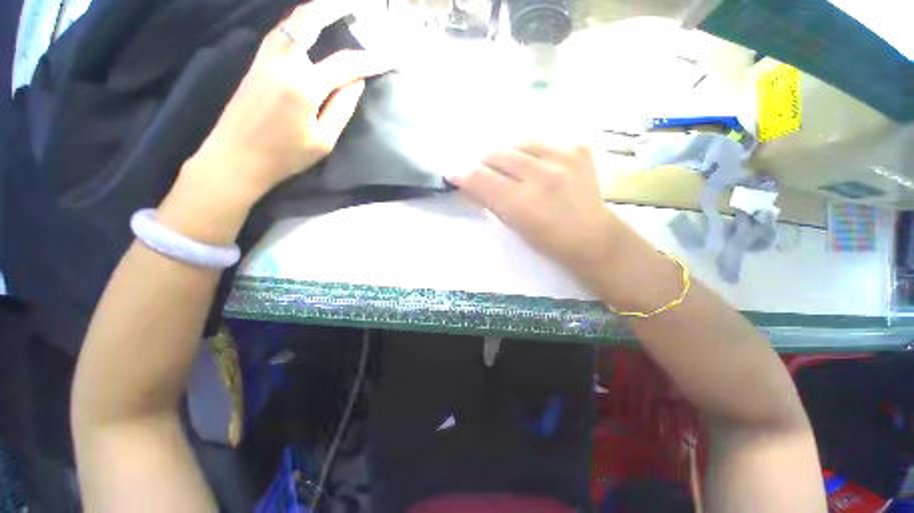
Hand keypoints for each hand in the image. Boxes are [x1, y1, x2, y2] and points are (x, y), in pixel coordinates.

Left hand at [186, 0, 391, 206]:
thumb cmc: (284, 156)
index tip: (389, 58)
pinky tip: (308, 27)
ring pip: (291, 22)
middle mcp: (283, 62)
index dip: (370, 60)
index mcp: (304, 86)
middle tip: (355, 5)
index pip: (344, 65)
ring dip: (315, 11)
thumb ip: (341, 108)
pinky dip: (298, 23)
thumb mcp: (323, 140)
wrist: (235, 158)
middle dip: (334, 7)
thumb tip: (357, 83)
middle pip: (308, 21)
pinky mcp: (256, 63)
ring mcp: (265, 59)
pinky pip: (281, 33)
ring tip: (335, 10)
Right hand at [449, 142, 621, 279]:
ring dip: (507, 155)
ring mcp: (564, 157)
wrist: (591, 236)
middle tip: (483, 172)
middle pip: (497, 154)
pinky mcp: (578, 148)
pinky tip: (535, 166)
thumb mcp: (512, 225)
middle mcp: (543, 175)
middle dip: (484, 163)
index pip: (481, 179)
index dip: (463, 174)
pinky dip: (530, 153)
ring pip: (517, 143)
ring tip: (510, 169)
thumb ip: (487, 201)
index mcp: (523, 203)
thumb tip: (465, 181)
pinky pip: (541, 142)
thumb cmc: (547, 240)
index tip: (453, 173)